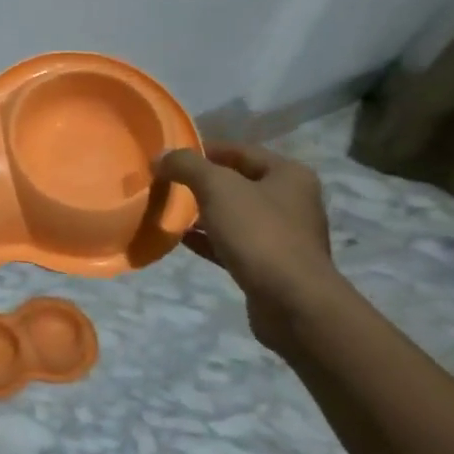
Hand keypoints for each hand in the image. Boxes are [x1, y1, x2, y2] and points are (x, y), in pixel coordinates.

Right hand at [155, 141, 340, 356]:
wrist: (292, 303)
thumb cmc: (259, 234)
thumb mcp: (218, 188)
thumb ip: (187, 166)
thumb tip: (161, 157)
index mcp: (288, 175)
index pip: (240, 151)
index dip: (203, 150)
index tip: (170, 157)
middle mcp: (290, 201)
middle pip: (236, 183)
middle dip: (200, 183)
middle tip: (165, 184)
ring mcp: (281, 236)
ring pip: (233, 215)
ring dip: (202, 213)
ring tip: (168, 211)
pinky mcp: (268, 266)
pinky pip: (231, 244)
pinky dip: (207, 240)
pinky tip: (180, 239)